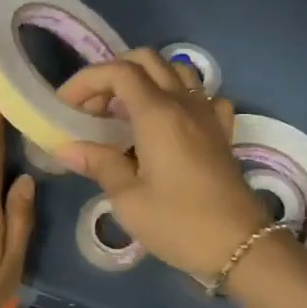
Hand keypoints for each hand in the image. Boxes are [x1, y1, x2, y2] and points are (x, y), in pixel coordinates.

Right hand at [54, 50, 266, 277]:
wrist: (241, 246)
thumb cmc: (179, 223)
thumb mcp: (129, 199)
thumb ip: (99, 164)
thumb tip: (66, 149)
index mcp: (158, 113)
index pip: (118, 72)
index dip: (86, 80)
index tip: (65, 106)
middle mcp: (184, 103)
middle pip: (147, 61)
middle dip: (113, 75)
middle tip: (92, 108)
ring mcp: (208, 114)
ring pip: (176, 72)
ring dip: (145, 81)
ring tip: (125, 113)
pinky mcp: (222, 132)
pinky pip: (202, 97)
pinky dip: (179, 98)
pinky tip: (169, 123)